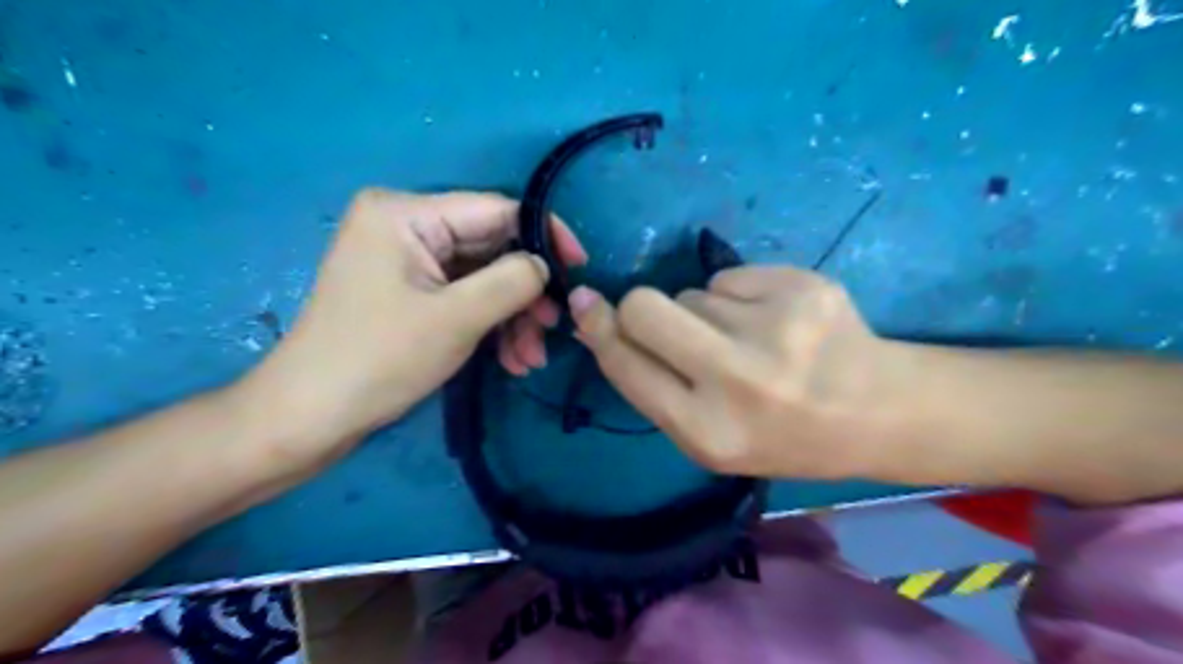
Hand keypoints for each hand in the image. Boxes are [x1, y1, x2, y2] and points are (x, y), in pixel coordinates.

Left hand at [238, 191, 586, 468]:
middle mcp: (405, 225)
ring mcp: (406, 261)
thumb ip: (512, 281)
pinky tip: (510, 360)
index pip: (497, 210)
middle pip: (491, 248)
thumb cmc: (379, 360)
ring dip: (512, 318)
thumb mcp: (457, 318)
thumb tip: (545, 266)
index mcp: (406, 213)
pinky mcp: (409, 291)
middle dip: (526, 294)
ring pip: (483, 278)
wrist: (311, 417)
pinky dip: (490, 326)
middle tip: (553, 331)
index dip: (545, 237)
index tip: (580, 269)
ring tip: (530, 359)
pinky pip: (464, 297)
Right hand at [567, 262, 901, 476]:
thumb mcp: (710, 437)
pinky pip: (730, 276)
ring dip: (704, 312)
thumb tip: (600, 323)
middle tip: (674, 324)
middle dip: (642, 308)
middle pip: (645, 307)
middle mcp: (739, 380)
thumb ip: (654, 385)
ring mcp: (776, 328)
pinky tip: (775, 320)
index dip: (599, 330)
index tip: (585, 304)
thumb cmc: (783, 436)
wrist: (879, 413)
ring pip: (692, 292)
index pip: (626, 364)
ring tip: (749, 340)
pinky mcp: (803, 286)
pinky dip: (739, 295)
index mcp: (709, 432)